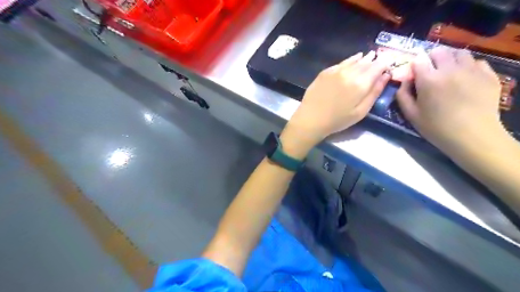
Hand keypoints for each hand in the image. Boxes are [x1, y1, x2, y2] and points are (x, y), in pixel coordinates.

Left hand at [283, 50, 392, 154]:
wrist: (311, 119)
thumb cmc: (337, 120)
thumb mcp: (360, 112)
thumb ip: (374, 93)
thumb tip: (386, 76)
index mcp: (361, 83)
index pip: (378, 66)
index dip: (385, 63)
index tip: (390, 61)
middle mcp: (349, 73)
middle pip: (366, 62)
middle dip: (375, 60)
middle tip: (381, 57)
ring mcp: (336, 70)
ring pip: (354, 60)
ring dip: (363, 58)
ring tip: (370, 56)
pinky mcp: (325, 72)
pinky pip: (342, 62)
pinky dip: (350, 60)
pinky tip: (354, 59)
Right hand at [399, 46, 508, 153]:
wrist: (472, 136)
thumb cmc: (436, 127)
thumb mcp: (411, 115)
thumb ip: (402, 95)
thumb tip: (404, 81)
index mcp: (428, 80)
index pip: (419, 60)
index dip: (415, 66)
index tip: (415, 75)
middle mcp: (450, 69)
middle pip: (439, 51)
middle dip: (431, 59)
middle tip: (431, 72)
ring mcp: (472, 70)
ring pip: (459, 53)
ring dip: (450, 59)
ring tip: (448, 72)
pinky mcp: (488, 75)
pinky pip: (477, 62)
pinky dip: (468, 66)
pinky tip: (465, 78)